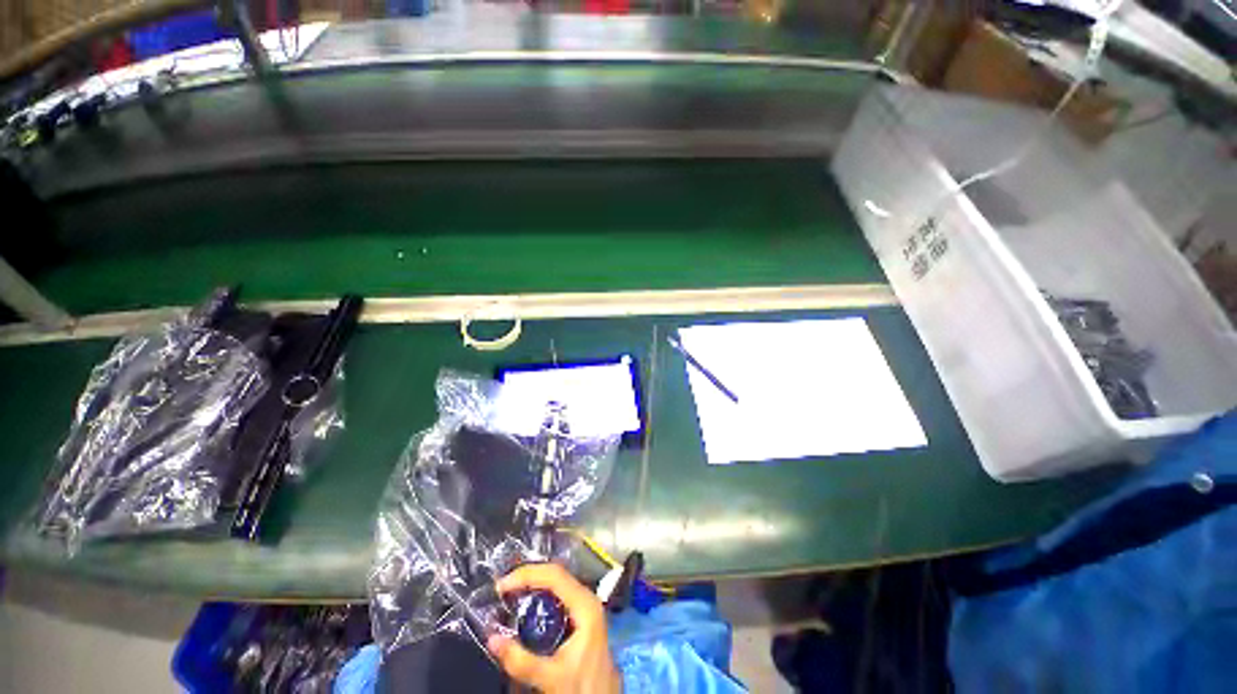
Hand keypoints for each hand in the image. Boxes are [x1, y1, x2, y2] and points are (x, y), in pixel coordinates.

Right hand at [488, 563, 621, 693]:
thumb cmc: (583, 686)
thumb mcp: (551, 677)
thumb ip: (521, 661)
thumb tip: (491, 639)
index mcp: (585, 605)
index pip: (555, 575)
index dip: (527, 575)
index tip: (502, 585)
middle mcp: (587, 597)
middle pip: (555, 574)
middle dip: (527, 577)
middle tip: (501, 588)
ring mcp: (585, 604)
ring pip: (557, 582)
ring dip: (533, 584)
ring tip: (509, 592)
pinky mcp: (581, 613)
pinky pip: (558, 594)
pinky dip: (539, 594)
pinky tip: (524, 604)